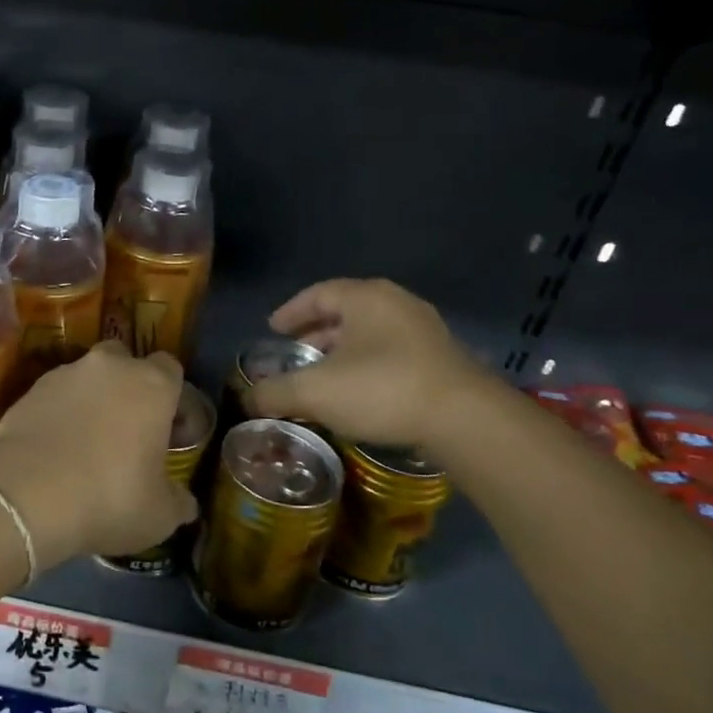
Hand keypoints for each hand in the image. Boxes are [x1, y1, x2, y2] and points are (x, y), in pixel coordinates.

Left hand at [0, 342, 194, 570]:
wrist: (27, 494)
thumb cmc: (109, 497)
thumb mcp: (159, 515)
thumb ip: (177, 501)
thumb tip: (186, 502)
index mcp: (152, 385)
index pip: (171, 368)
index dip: (172, 397)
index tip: (169, 430)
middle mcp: (110, 367)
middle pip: (125, 361)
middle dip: (127, 386)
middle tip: (126, 429)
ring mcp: (64, 374)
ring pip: (86, 377)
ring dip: (90, 400)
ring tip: (84, 443)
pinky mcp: (28, 391)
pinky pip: (53, 396)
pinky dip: (58, 414)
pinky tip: (54, 449)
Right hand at [245, 279, 488, 446]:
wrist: (465, 419)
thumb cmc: (383, 389)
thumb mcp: (316, 392)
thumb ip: (276, 392)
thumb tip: (247, 399)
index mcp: (365, 297)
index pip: (318, 293)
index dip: (292, 311)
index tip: (273, 329)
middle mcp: (396, 303)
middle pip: (346, 311)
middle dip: (317, 333)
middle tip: (296, 354)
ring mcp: (424, 329)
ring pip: (371, 333)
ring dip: (343, 351)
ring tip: (325, 375)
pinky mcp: (442, 358)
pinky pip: (393, 351)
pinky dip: (368, 364)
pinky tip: (361, 391)